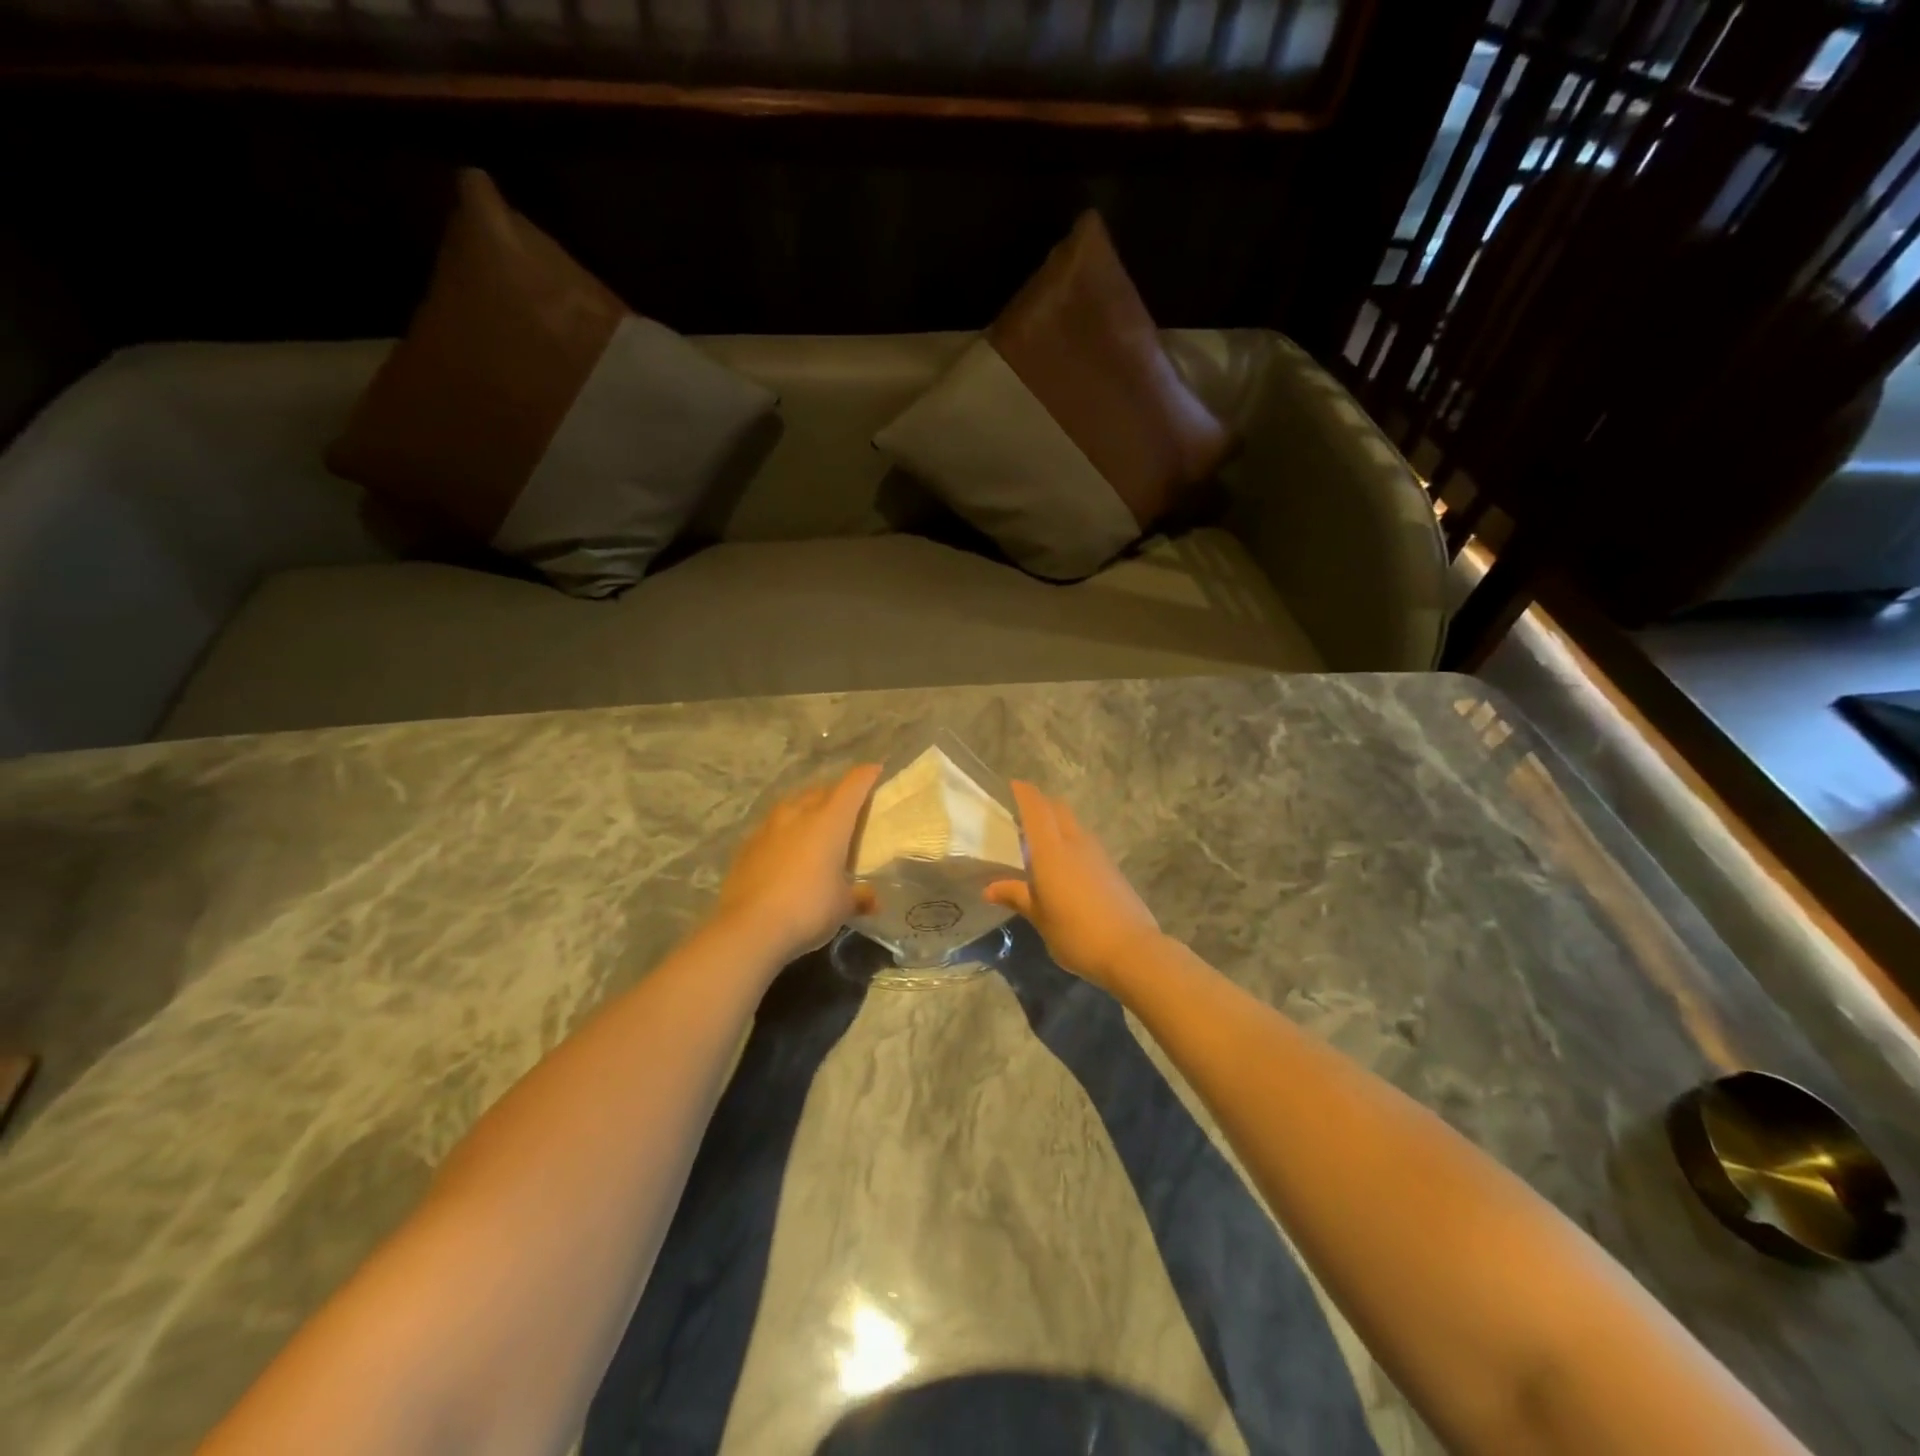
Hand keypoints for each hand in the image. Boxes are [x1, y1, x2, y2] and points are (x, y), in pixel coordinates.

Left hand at [712, 764, 881, 964]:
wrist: (750, 928)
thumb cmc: (809, 909)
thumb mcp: (843, 905)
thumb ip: (860, 896)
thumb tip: (872, 900)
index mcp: (830, 821)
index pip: (852, 786)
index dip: (866, 775)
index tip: (875, 770)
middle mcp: (799, 814)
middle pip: (820, 791)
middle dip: (836, 793)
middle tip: (847, 807)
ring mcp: (769, 828)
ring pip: (792, 805)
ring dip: (806, 808)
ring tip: (813, 823)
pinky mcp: (747, 845)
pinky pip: (771, 828)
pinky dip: (783, 832)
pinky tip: (785, 850)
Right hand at [986, 781, 1162, 992]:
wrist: (1131, 950)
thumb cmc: (1075, 933)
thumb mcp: (1039, 918)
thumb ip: (1016, 896)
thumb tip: (989, 889)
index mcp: (1051, 850)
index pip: (1036, 808)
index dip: (1024, 793)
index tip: (1012, 785)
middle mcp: (1075, 842)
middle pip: (1058, 809)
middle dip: (1041, 805)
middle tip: (1021, 817)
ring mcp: (1098, 853)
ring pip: (1074, 824)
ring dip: (1057, 823)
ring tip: (1041, 842)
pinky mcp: (1112, 867)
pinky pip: (1086, 842)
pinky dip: (1071, 842)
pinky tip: (1064, 865)